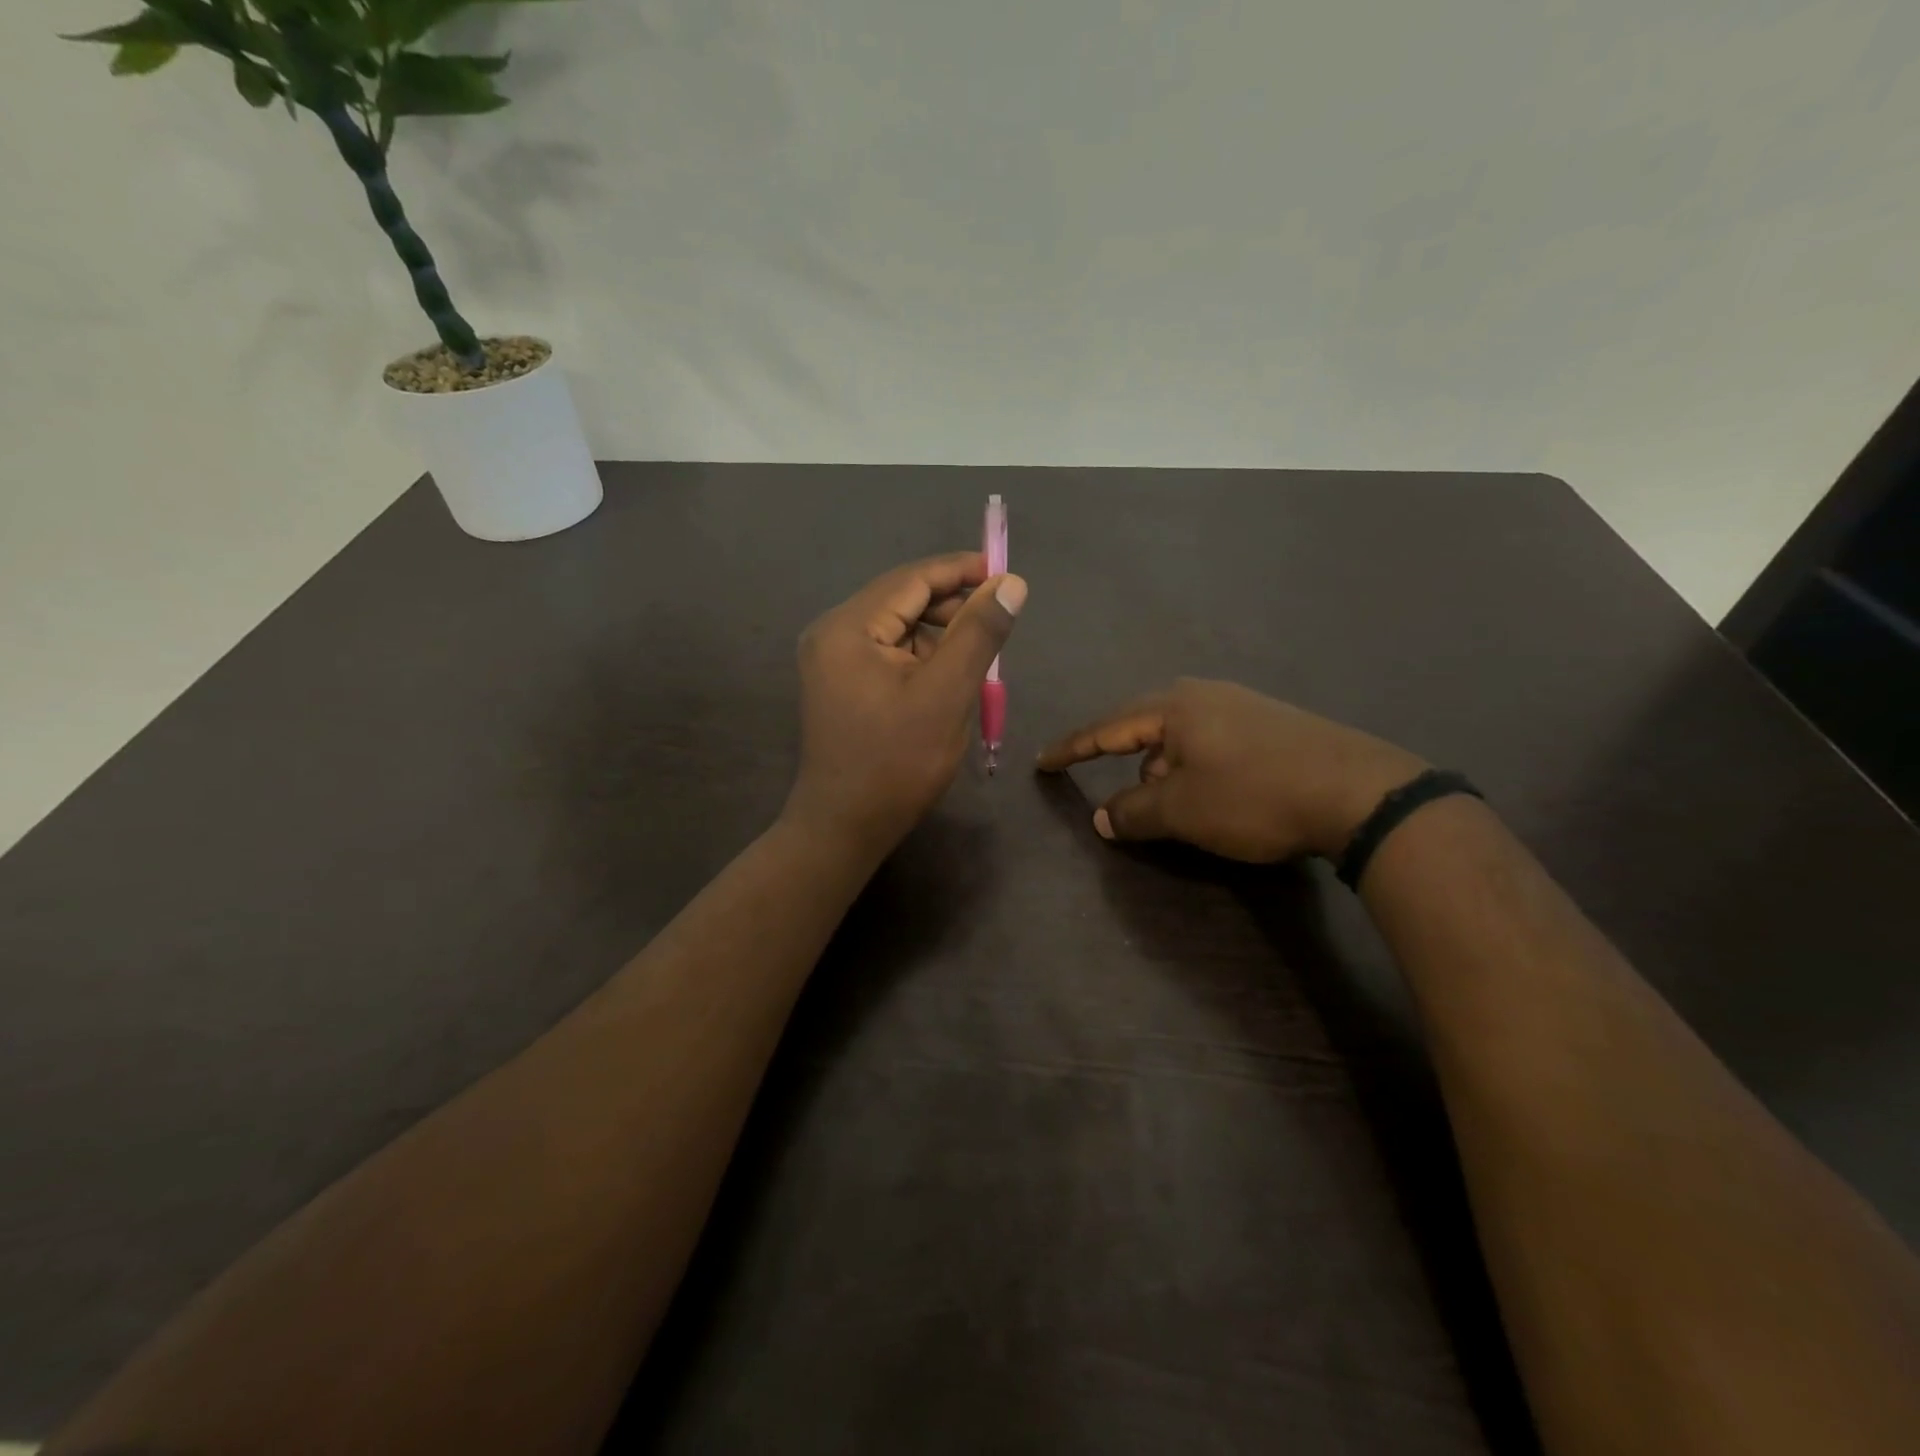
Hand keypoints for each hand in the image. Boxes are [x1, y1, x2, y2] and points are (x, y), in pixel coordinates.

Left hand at [785, 552, 1027, 858]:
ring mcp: (831, 660)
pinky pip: (887, 654)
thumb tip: (1010, 583)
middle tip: (997, 623)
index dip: (961, 571)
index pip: (911, 579)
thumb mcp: (947, 693)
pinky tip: (946, 680)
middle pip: (902, 600)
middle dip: (952, 607)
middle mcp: (832, 633)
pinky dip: (921, 659)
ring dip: (939, 636)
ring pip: (898, 628)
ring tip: (976, 659)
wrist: (845, 827)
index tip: (1006, 573)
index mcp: (848, 627)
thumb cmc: (897, 763)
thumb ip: (978, 632)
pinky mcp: (839, 684)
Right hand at [1037, 679, 1425, 861]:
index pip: (1106, 728)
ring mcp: (1242, 705)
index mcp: (1174, 707)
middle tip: (1119, 796)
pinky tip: (1214, 795)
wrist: (1358, 792)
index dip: (1072, 748)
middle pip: (1145, 728)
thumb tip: (1101, 817)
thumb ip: (1133, 812)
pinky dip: (1197, 769)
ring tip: (1173, 806)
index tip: (1043, 761)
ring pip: (1181, 739)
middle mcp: (1204, 695)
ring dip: (1165, 771)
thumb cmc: (1253, 795)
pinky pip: (1212, 743)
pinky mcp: (1272, 724)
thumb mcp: (1182, 810)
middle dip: (1127, 764)